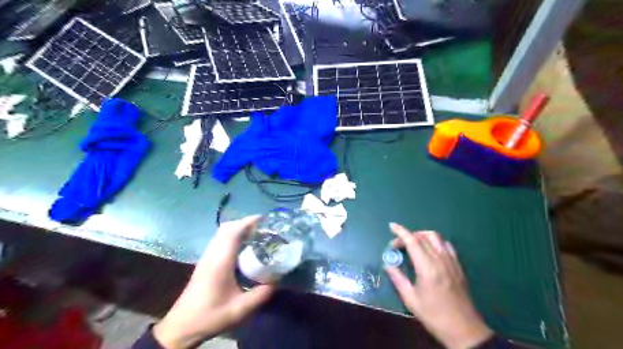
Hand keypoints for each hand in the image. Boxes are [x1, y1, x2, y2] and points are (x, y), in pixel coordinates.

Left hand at [154, 217, 274, 346]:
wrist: (182, 327)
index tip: (264, 219)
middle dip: (245, 223)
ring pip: (222, 233)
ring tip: (256, 234)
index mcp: (220, 261)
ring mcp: (207, 257)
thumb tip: (277, 281)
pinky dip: (232, 236)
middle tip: (263, 227)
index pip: (233, 232)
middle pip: (227, 228)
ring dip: (238, 228)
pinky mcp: (205, 262)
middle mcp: (212, 254)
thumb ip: (261, 294)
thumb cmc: (211, 315)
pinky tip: (243, 247)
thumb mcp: (240, 309)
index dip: (248, 221)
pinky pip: (219, 240)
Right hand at [385, 224, 491, 348]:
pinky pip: (446, 245)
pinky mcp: (458, 266)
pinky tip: (429, 250)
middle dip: (407, 236)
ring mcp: (451, 261)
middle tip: (397, 246)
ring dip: (421, 235)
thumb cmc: (434, 316)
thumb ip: (398, 278)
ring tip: (412, 244)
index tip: (391, 226)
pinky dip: (435, 241)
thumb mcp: (411, 300)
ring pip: (436, 237)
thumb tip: (387, 264)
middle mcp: (440, 260)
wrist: (464, 329)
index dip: (400, 231)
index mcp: (427, 268)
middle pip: (423, 236)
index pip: (412, 241)